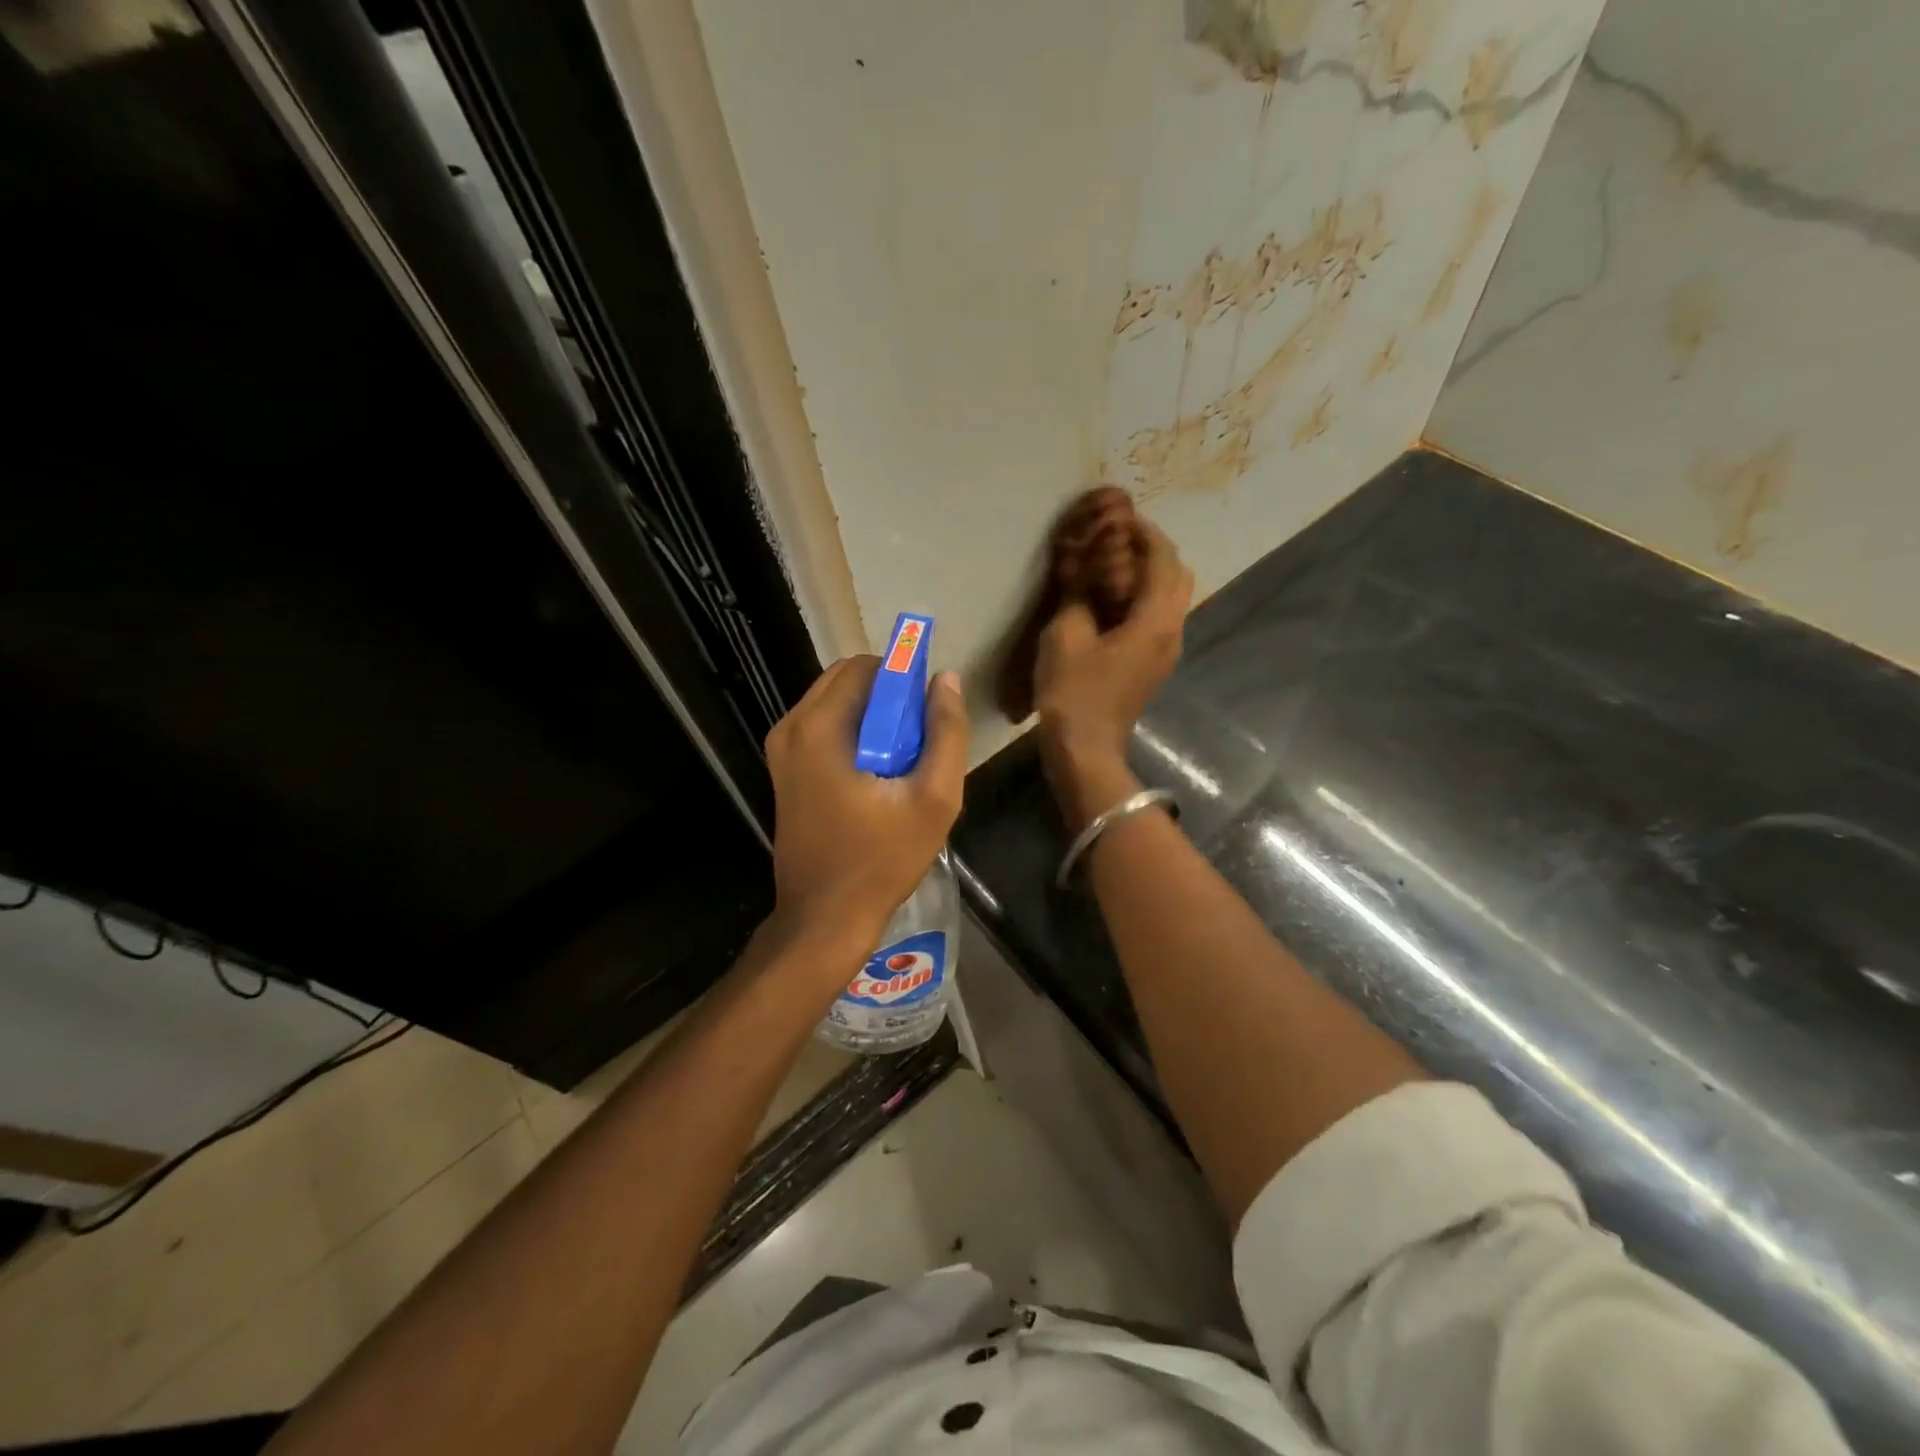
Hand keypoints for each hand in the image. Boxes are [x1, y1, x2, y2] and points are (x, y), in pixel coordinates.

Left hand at [763, 656, 967, 957]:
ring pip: (836, 704)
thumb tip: (945, 680)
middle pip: (847, 680)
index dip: (904, 678)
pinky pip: (824, 729)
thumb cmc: (882, 859)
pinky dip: (854, 736)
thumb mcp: (933, 799)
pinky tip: (877, 777)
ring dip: (873, 718)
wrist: (825, 918)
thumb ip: (946, 733)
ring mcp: (781, 751)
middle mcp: (791, 728)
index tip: (927, 714)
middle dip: (888, 697)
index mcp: (819, 727)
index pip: (867, 666)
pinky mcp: (783, 772)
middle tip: (918, 741)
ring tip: (901, 762)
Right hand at [1033, 521, 1192, 827]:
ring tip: (1111, 565)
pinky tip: (1110, 600)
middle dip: (1153, 551)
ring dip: (1148, 575)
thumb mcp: (1066, 635)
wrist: (1085, 750)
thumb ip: (1078, 593)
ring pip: (1170, 598)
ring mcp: (1165, 650)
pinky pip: (1157, 617)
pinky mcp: (1153, 665)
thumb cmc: (1074, 693)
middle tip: (1118, 540)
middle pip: (1177, 575)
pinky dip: (1141, 598)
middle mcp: (1171, 631)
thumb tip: (1082, 567)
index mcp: (1155, 620)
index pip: (1163, 559)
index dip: (1144, 533)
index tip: (1121, 517)